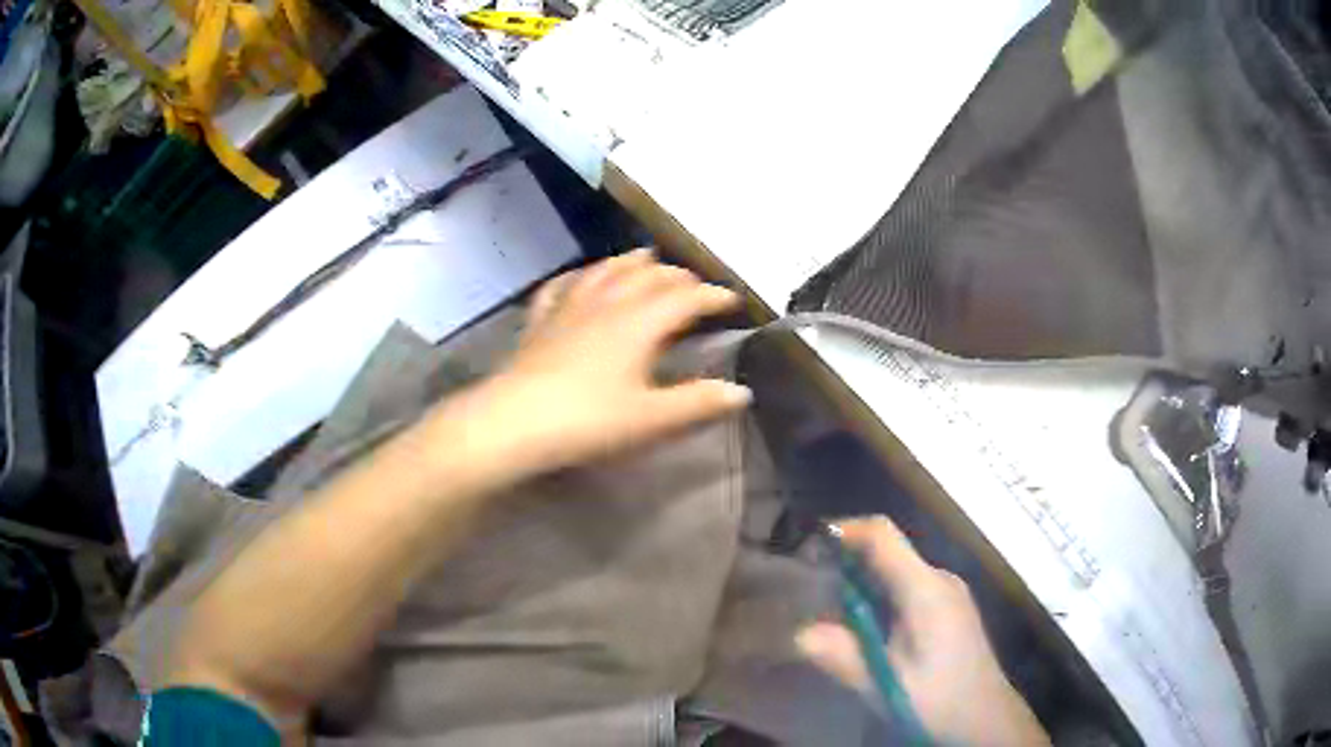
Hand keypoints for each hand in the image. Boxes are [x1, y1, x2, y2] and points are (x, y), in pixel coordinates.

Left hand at [437, 250, 752, 481]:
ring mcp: (569, 307)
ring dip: (631, 264)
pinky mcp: (540, 321)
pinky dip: (578, 277)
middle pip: (648, 276)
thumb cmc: (589, 421)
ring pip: (606, 271)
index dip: (713, 296)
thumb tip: (742, 392)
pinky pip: (561, 287)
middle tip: (693, 285)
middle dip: (676, 276)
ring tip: (645, 259)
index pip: (686, 298)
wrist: (516, 422)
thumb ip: (699, 404)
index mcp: (640, 323)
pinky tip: (579, 278)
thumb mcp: (652, 419)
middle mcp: (607, 303)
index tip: (733, 300)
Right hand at [797, 517, 1049, 745]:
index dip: (845, 530)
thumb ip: (844, 656)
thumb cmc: (939, 699)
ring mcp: (948, 591)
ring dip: (863, 582)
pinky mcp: (949, 606)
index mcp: (926, 590)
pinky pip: (908, 586)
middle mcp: (940, 579)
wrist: (985, 716)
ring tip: (831, 613)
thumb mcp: (885, 684)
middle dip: (847, 562)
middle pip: (888, 551)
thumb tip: (798, 633)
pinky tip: (868, 629)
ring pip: (897, 570)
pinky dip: (880, 596)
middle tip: (809, 588)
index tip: (809, 545)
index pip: (883, 535)